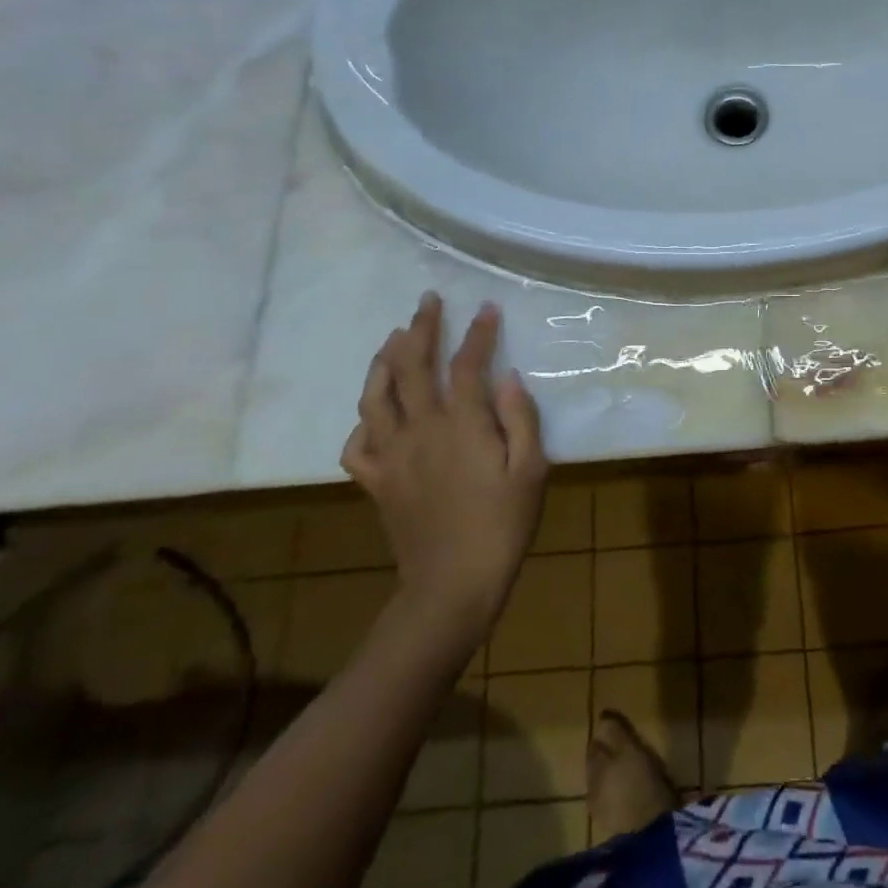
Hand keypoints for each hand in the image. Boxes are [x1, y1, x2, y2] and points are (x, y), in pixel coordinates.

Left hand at [342, 292, 546, 640]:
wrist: (451, 585)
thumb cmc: (502, 525)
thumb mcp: (531, 470)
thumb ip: (520, 418)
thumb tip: (508, 376)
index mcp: (462, 424)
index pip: (466, 365)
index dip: (477, 334)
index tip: (486, 309)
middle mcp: (420, 430)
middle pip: (412, 367)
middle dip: (421, 329)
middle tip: (427, 302)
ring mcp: (392, 455)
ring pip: (375, 397)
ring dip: (382, 361)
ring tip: (392, 339)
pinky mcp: (376, 482)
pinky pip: (356, 444)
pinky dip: (362, 421)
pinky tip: (373, 413)